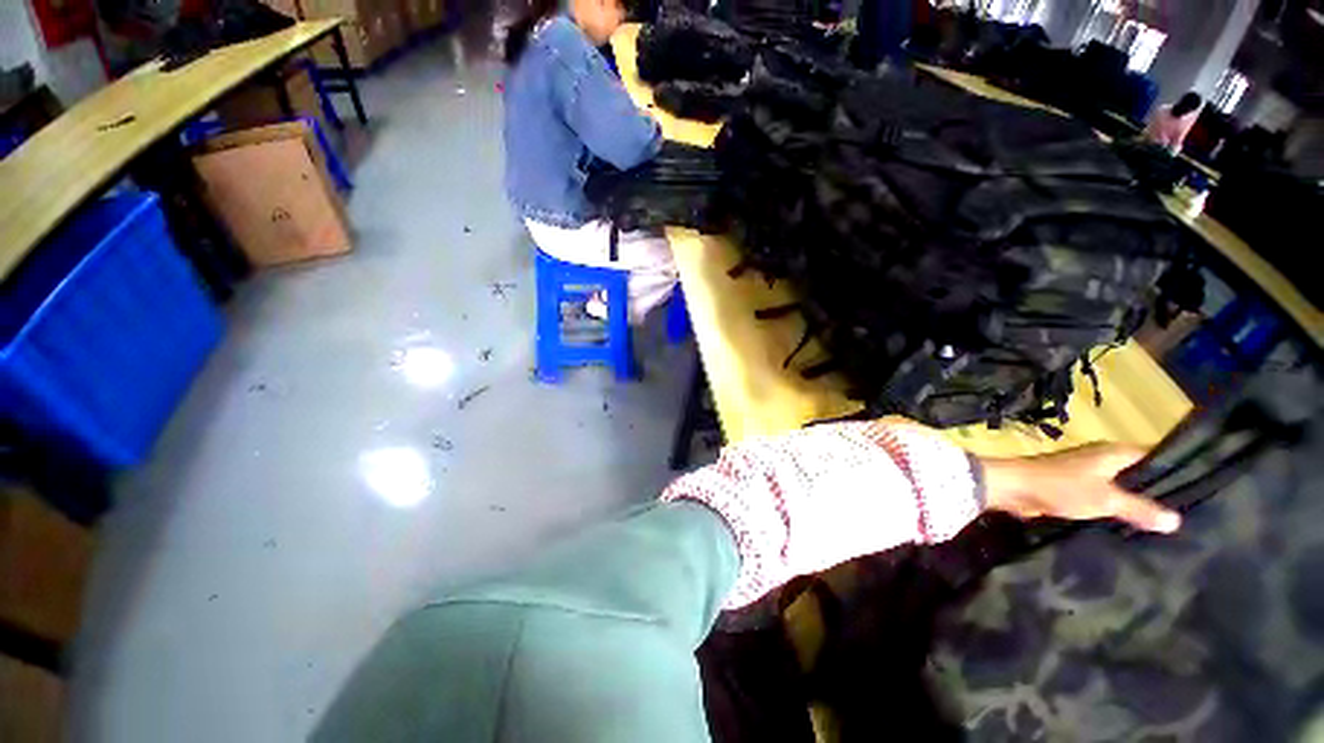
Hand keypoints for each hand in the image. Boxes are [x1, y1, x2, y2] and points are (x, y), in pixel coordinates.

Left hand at [981, 443, 1180, 533]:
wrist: (1011, 488)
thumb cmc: (1060, 486)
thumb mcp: (1105, 499)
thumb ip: (1140, 509)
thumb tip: (1177, 521)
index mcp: (1113, 452)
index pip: (1154, 456)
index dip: (1175, 471)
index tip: (1199, 490)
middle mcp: (1102, 458)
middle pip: (1138, 474)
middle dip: (1157, 492)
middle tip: (1187, 515)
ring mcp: (1086, 472)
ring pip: (1120, 487)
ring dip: (1135, 502)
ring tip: (1164, 525)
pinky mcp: (1072, 487)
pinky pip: (1102, 497)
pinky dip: (1115, 508)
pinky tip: (1130, 526)